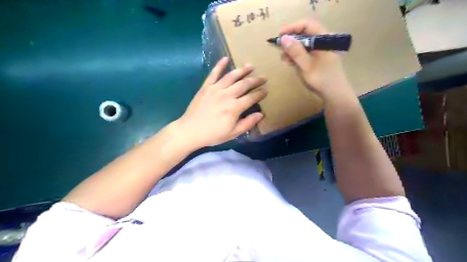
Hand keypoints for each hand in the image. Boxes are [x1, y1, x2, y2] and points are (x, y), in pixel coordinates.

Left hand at [178, 57, 267, 146]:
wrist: (190, 131)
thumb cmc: (213, 134)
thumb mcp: (233, 133)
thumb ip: (248, 123)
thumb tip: (261, 114)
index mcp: (234, 108)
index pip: (251, 98)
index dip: (260, 93)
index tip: (266, 90)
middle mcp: (227, 95)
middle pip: (244, 84)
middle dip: (255, 80)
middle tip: (264, 77)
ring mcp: (215, 89)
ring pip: (231, 76)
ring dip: (242, 70)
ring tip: (250, 66)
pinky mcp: (205, 87)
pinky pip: (213, 74)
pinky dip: (219, 65)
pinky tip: (225, 58)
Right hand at [278, 17, 351, 99]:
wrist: (334, 94)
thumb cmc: (321, 80)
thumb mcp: (306, 66)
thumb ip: (296, 51)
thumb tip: (283, 38)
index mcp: (324, 39)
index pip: (307, 25)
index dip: (292, 28)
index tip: (279, 36)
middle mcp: (323, 41)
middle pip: (305, 33)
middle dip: (291, 40)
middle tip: (280, 50)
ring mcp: (321, 49)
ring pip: (304, 43)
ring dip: (292, 49)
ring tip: (285, 59)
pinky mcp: (319, 57)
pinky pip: (306, 51)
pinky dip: (297, 55)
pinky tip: (291, 62)